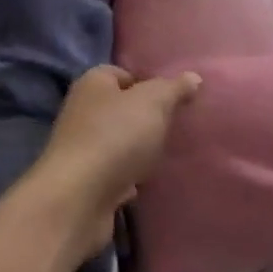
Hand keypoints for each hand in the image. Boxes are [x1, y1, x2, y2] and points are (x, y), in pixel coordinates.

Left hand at [26, 65, 201, 258]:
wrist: (79, 198)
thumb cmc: (115, 136)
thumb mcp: (153, 103)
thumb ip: (173, 89)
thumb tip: (193, 77)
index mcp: (93, 82)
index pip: (124, 74)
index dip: (149, 84)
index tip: (174, 101)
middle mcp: (82, 109)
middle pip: (121, 108)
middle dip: (146, 119)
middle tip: (175, 129)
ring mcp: (82, 146)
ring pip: (118, 141)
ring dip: (138, 150)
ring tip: (167, 156)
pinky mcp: (85, 180)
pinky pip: (114, 172)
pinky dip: (130, 177)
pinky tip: (148, 183)